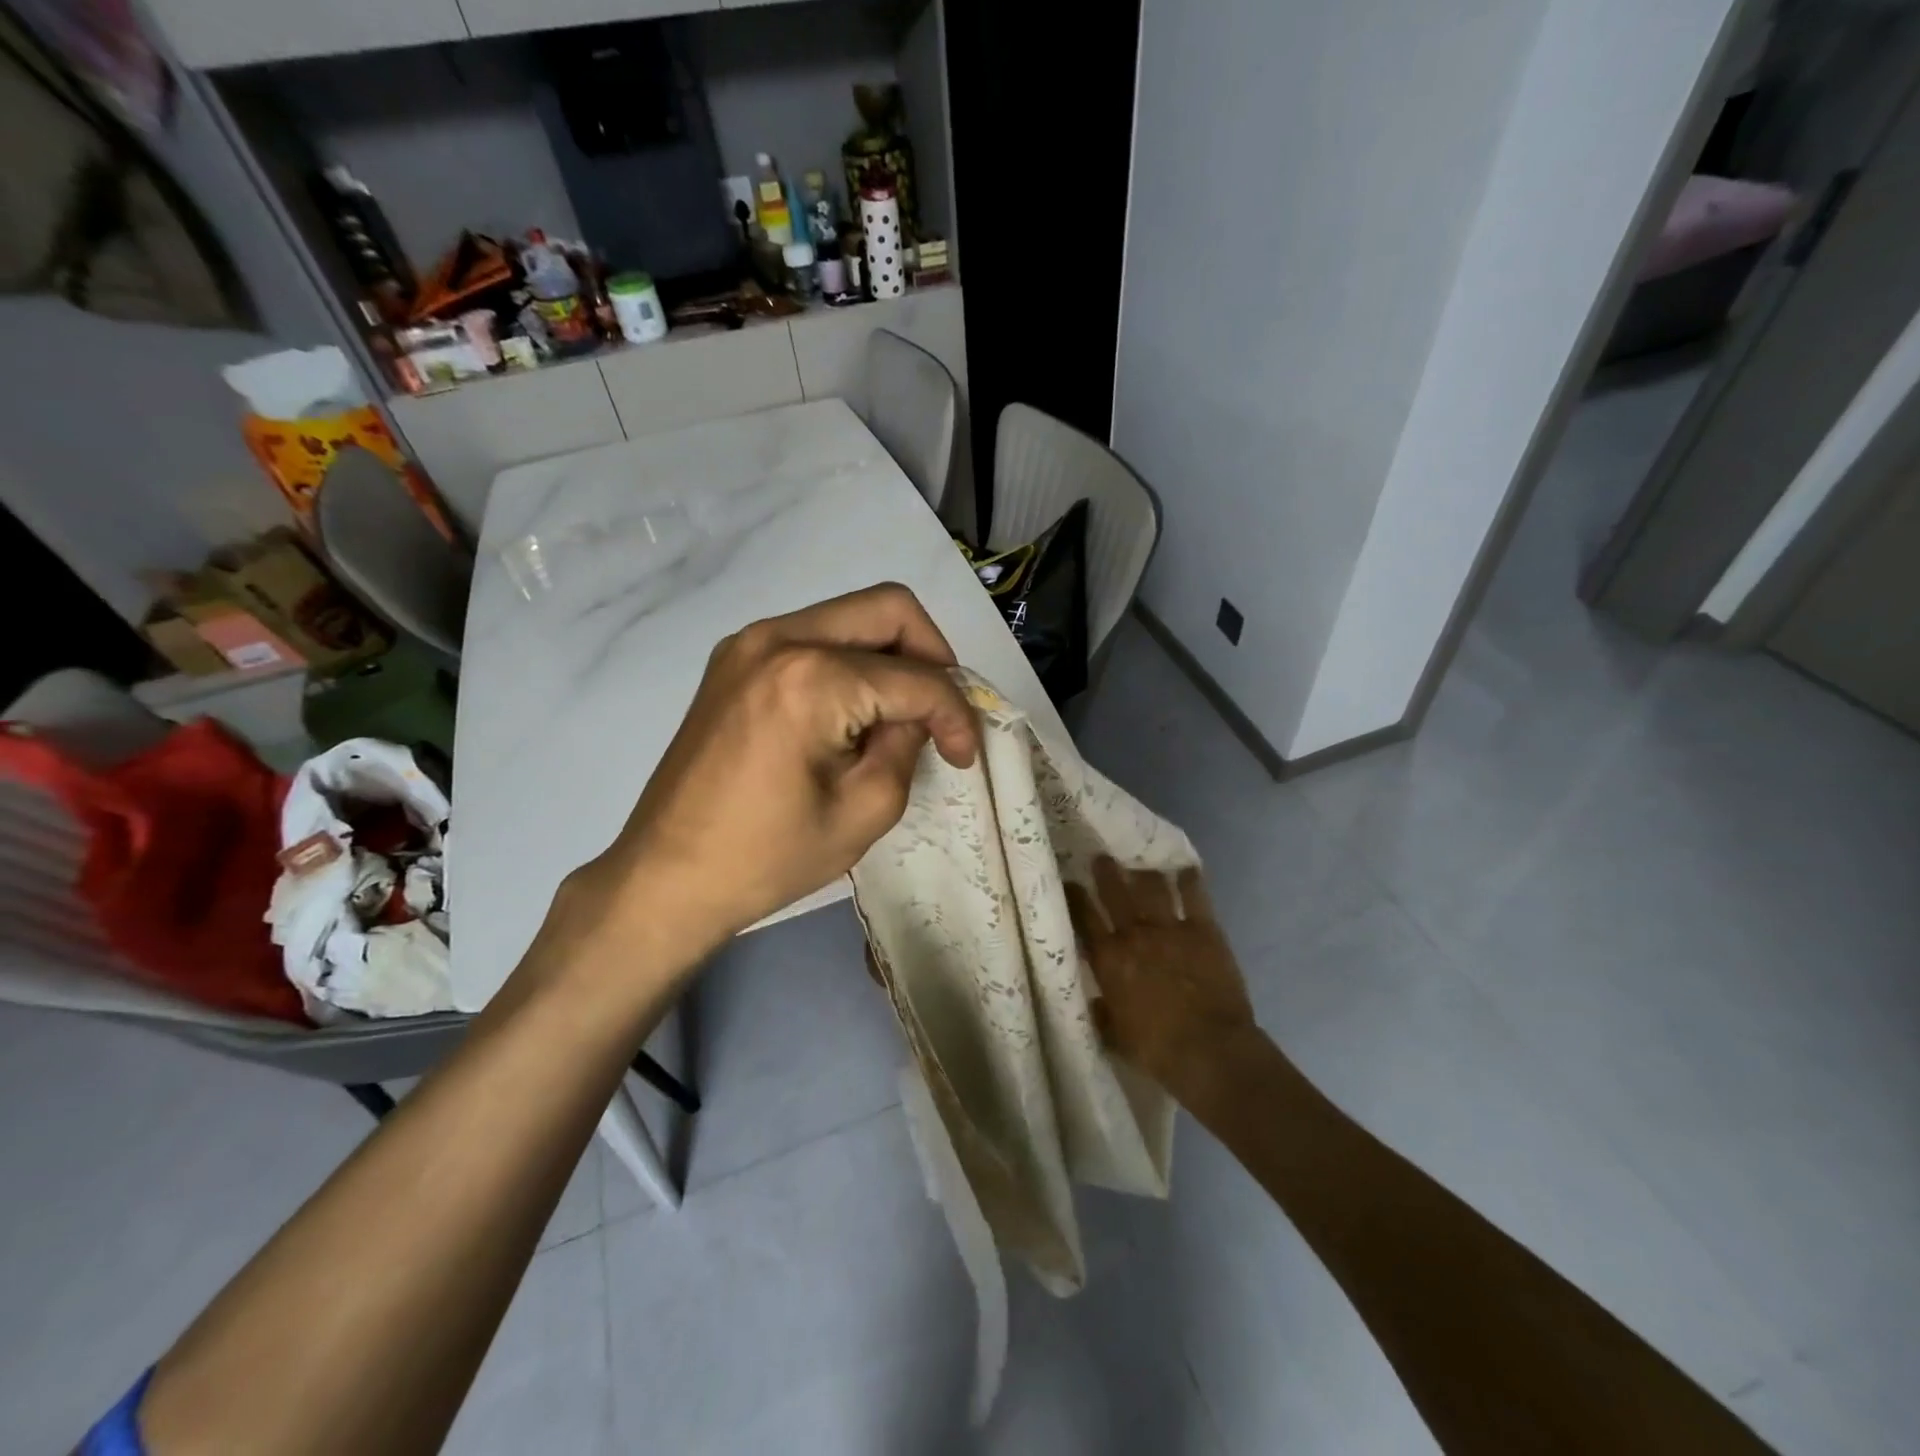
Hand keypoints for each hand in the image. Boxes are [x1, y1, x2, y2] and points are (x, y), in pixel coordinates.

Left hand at [579, 583, 979, 958]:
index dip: (955, 714)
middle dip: (933, 655)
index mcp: (811, 678)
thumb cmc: (767, 858)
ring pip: (851, 616)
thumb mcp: (865, 810)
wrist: (666, 876)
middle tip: (941, 712)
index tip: (965, 756)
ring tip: (900, 717)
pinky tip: (853, 713)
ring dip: (891, 657)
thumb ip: (907, 745)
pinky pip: (814, 636)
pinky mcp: (735, 659)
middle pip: (888, 609)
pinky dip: (851, 663)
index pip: (915, 676)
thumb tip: (918, 714)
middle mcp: (778, 638)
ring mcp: (749, 642)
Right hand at [1065, 857, 1256, 1090]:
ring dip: (1143, 871)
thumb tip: (1094, 1001)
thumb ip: (1102, 1014)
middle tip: (1101, 857)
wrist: (1210, 1051)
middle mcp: (1134, 934)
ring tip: (1140, 863)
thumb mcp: (1115, 1037)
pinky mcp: (1203, 929)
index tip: (1068, 881)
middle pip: (1114, 891)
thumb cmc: (1157, 1050)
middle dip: (1105, 871)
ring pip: (1151, 886)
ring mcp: (1170, 928)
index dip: (1074, 896)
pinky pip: (1194, 895)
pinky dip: (1189, 880)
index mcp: (1108, 959)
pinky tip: (1185, 869)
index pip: (1082, 917)